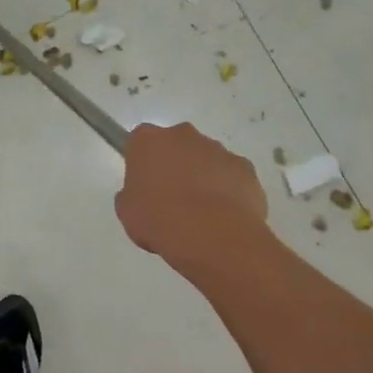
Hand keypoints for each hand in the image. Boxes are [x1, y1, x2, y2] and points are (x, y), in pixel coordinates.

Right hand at [115, 122, 269, 269]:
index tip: (144, 184)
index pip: (140, 141)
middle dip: (175, 164)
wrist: (212, 236)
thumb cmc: (159, 221)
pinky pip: (231, 176)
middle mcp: (184, 136)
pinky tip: (223, 217)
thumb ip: (132, 194)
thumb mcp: (128, 212)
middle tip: (172, 198)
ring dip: (203, 177)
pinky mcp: (245, 167)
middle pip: (176, 144)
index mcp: (149, 141)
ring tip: (201, 213)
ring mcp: (218, 149)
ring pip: (206, 159)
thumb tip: (142, 195)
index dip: (142, 162)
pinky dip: (228, 190)